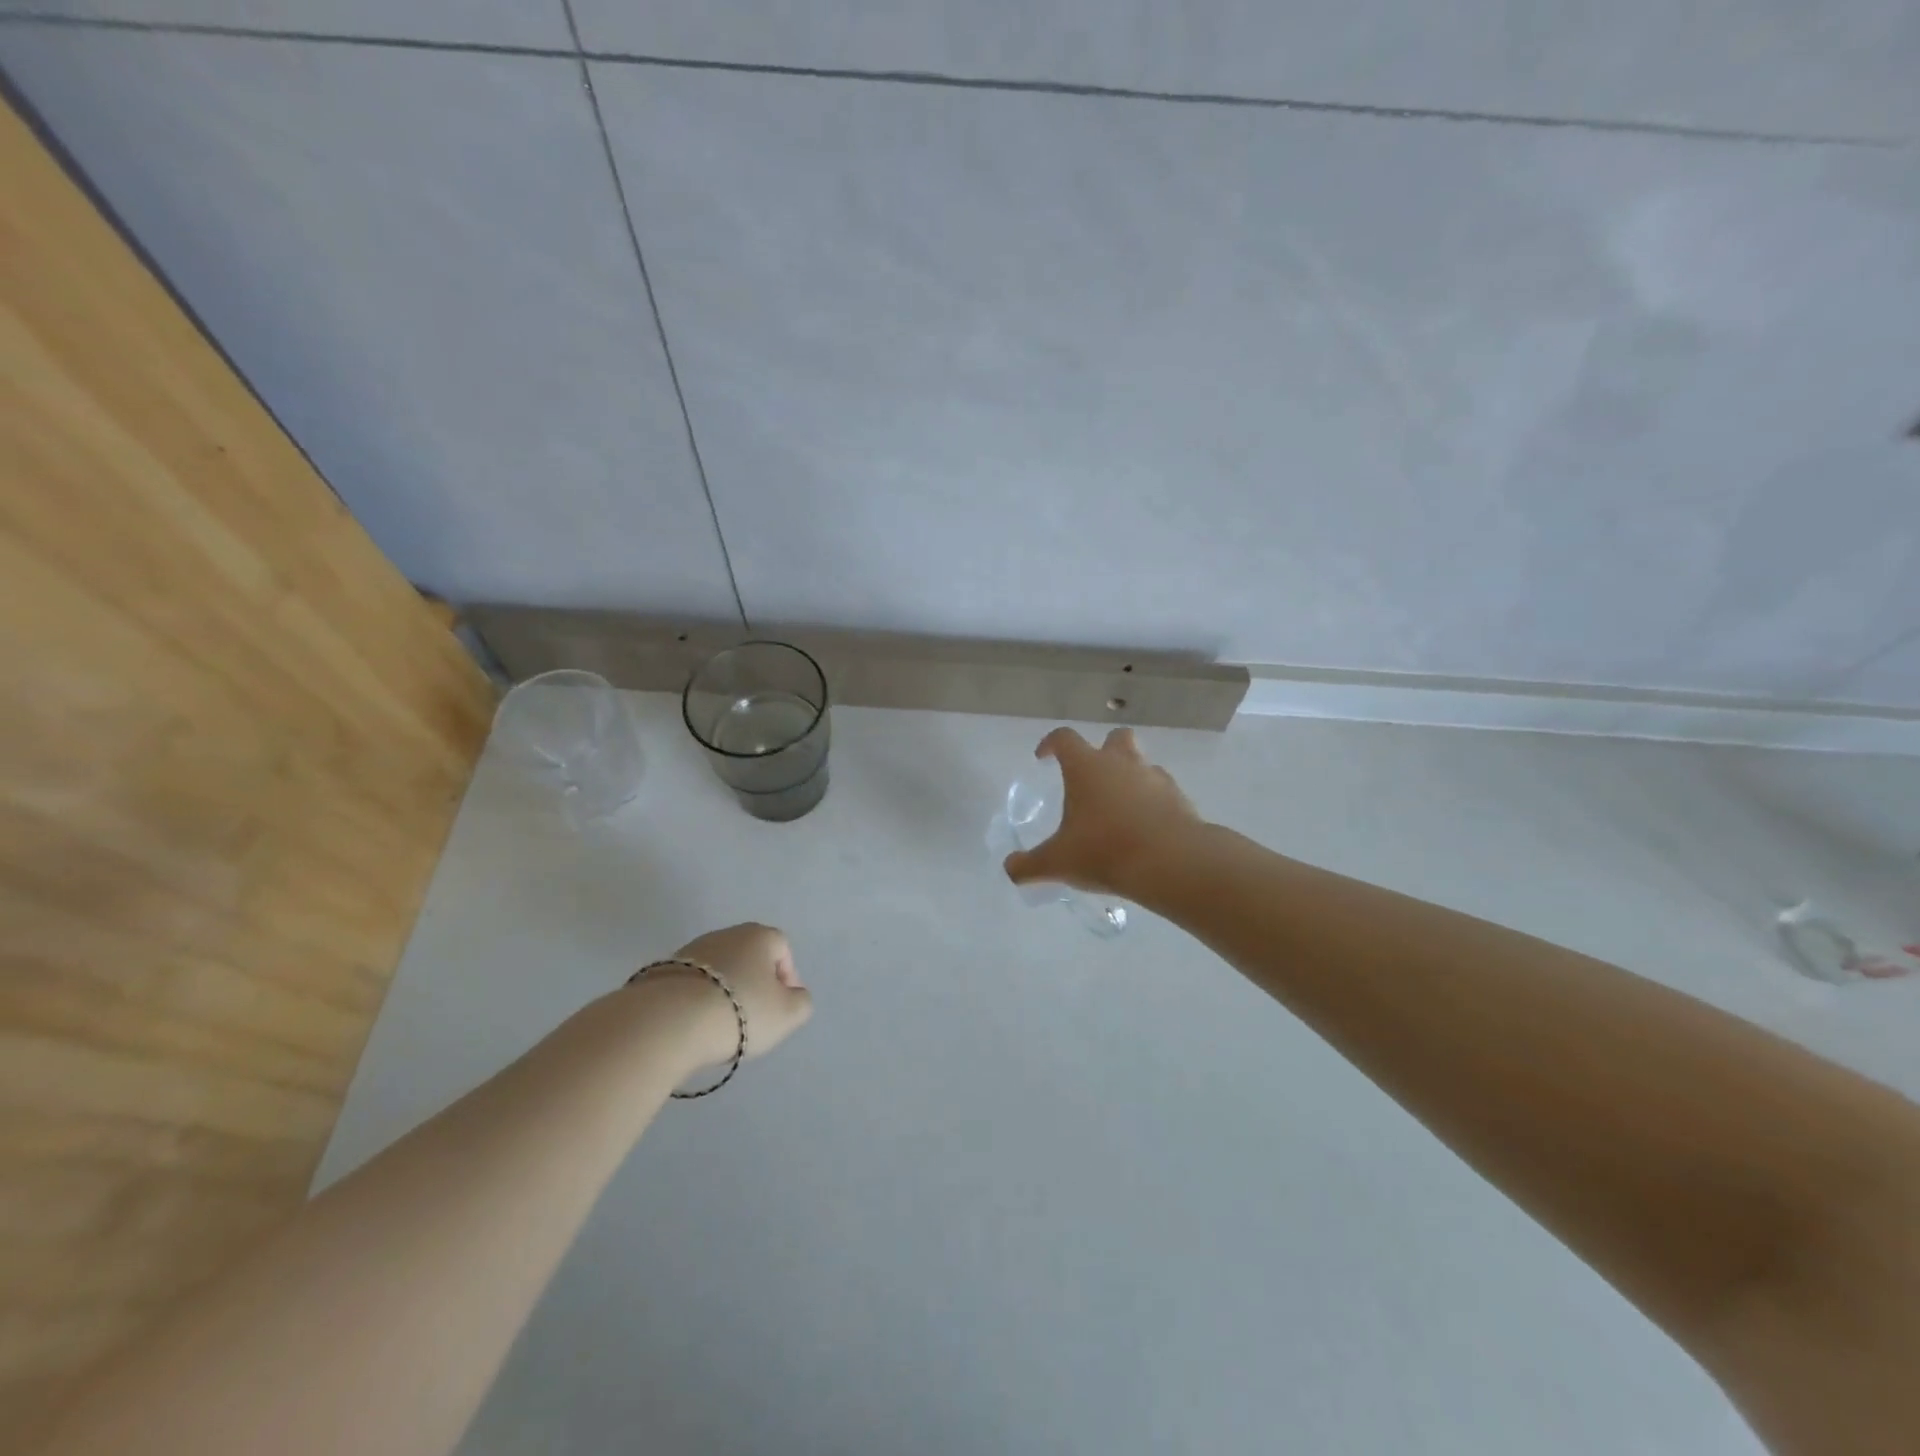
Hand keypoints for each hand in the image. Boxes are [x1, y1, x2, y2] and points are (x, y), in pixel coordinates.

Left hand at [651, 923, 812, 1070]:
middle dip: (754, 984)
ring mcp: (690, 950)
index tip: (781, 1007)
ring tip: (721, 1025)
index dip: (786, 978)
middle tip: (753, 1017)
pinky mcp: (661, 970)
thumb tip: (793, 996)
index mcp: (759, 936)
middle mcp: (726, 933)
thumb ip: (801, 1002)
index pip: (782, 949)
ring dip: (724, 992)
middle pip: (749, 957)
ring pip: (719, 970)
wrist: (668, 1021)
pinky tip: (694, 1025)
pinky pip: (691, 984)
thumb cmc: (740, 1011)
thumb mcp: (788, 1014)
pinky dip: (697, 1000)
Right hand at [1002, 727, 1201, 897]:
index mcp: (1086, 767)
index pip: (1064, 739)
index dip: (1050, 744)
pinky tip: (1145, 828)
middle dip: (1103, 750)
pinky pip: (1163, 791)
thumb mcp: (1058, 862)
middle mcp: (1121, 763)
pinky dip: (1153, 802)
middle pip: (1115, 738)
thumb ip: (1030, 865)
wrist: (1171, 862)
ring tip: (1119, 809)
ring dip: (1130, 777)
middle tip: (1092, 777)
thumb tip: (1010, 869)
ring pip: (1142, 763)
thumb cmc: (1104, 851)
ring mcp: (1155, 777)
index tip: (1043, 758)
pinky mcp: (1180, 798)